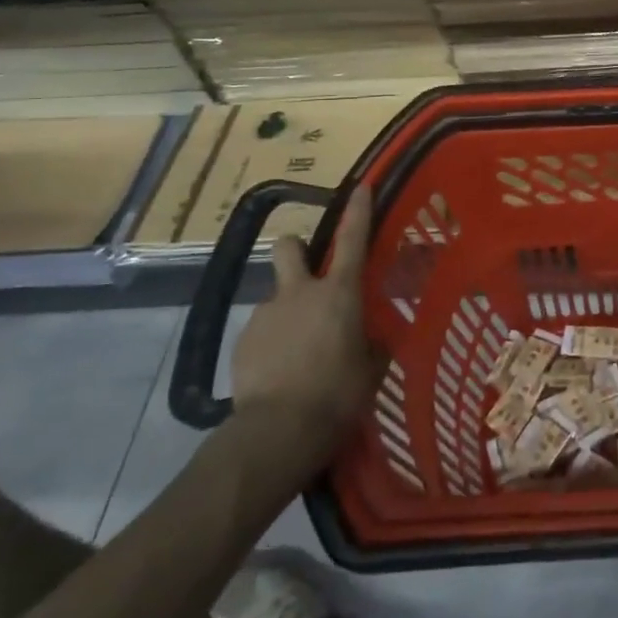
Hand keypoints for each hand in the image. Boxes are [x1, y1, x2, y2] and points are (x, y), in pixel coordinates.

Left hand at [233, 189, 384, 446]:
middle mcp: (299, 292)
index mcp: (339, 293)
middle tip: (308, 271)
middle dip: (296, 248)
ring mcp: (266, 314)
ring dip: (287, 310)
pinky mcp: (242, 341)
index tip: (360, 187)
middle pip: (289, 247)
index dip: (358, 211)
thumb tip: (375, 338)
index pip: (352, 240)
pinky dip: (272, 341)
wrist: (278, 430)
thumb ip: (373, 345)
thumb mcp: (371, 369)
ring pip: (276, 296)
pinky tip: (279, 371)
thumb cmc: (338, 393)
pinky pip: (262, 330)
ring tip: (297, 350)